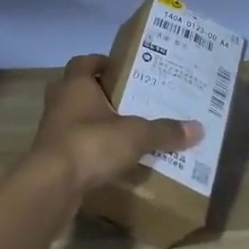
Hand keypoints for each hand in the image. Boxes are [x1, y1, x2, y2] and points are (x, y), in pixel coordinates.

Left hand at [27, 55, 202, 194]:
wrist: (51, 186)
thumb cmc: (91, 144)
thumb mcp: (136, 135)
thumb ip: (164, 131)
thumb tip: (198, 128)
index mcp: (76, 85)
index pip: (84, 62)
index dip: (101, 62)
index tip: (122, 69)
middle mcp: (59, 103)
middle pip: (77, 89)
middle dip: (98, 93)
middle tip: (126, 99)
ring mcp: (51, 131)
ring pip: (72, 118)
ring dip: (92, 122)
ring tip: (122, 130)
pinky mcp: (50, 158)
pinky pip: (72, 145)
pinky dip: (88, 148)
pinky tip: (109, 159)